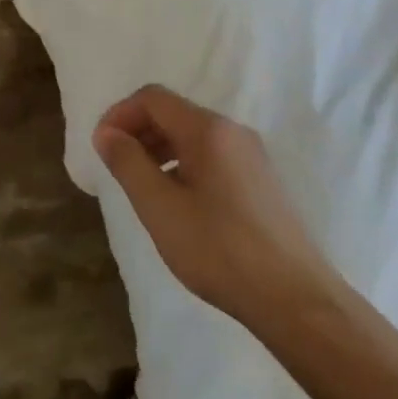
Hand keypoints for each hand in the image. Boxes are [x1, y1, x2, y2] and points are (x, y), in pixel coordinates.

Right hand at [93, 86, 338, 329]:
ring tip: (142, 186)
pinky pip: (212, 155)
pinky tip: (178, 202)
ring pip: (193, 135)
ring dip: (159, 148)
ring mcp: (252, 156)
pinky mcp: (261, 181)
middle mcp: (232, 131)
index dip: (120, 114)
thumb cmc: (219, 250)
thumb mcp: (160, 207)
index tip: (101, 146)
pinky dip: (183, 163)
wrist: (296, 300)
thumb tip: (106, 133)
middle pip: (174, 113)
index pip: (153, 98)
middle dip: (138, 131)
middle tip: (116, 166)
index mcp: (208, 129)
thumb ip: (128, 163)